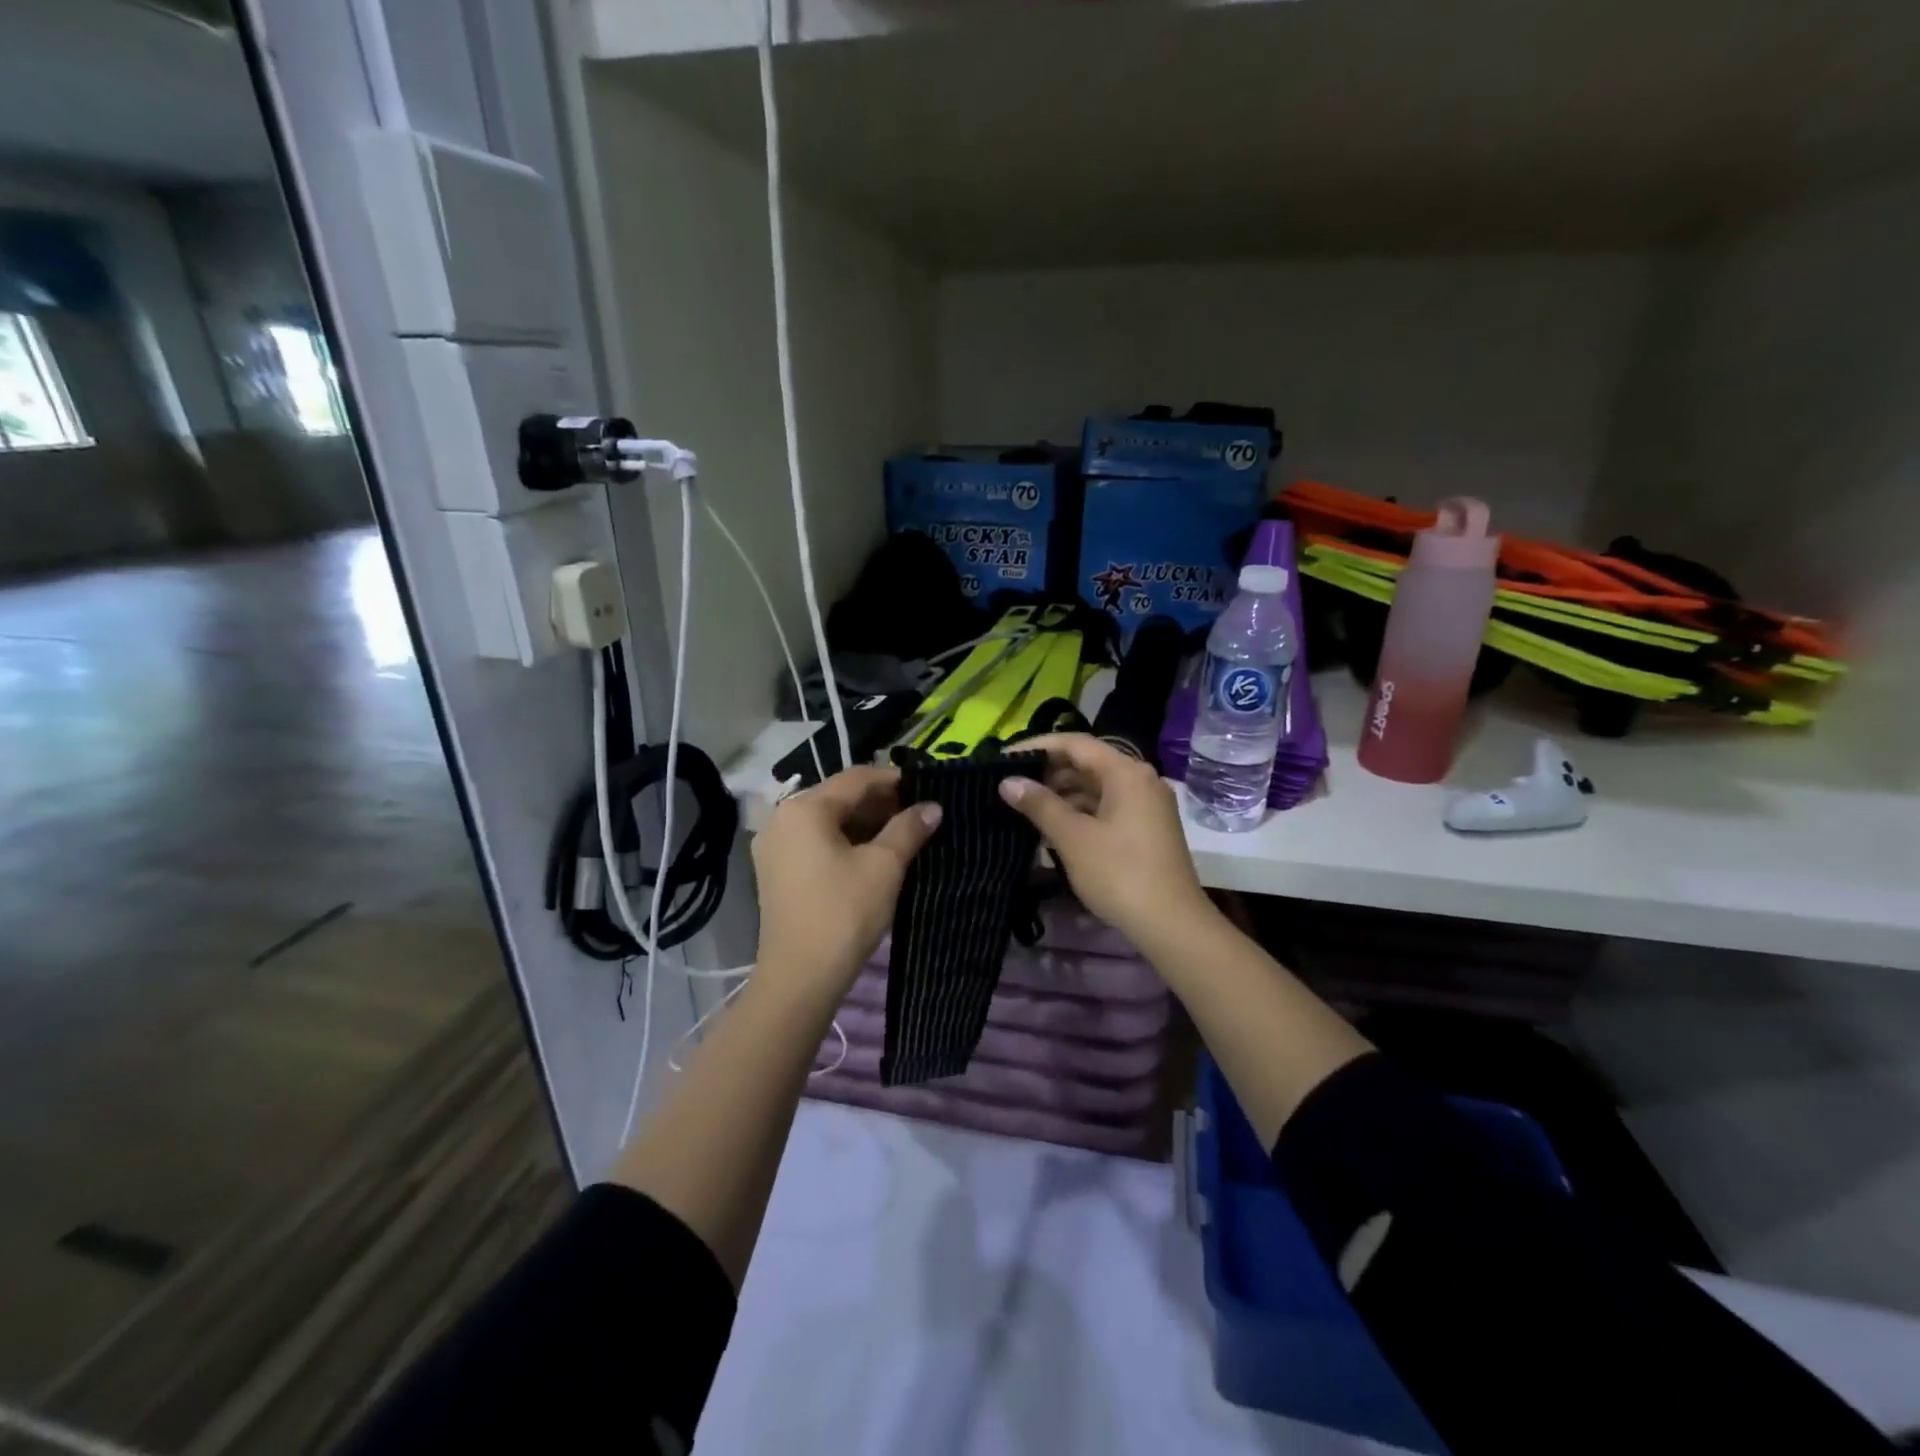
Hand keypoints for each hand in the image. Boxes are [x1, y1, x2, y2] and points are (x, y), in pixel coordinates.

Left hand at [752, 765, 941, 996]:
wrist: (800, 976)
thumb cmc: (844, 912)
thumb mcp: (884, 866)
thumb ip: (909, 828)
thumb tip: (933, 807)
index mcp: (804, 808)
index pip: (856, 778)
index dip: (894, 780)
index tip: (926, 789)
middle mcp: (782, 818)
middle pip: (838, 797)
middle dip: (880, 803)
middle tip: (917, 815)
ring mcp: (774, 846)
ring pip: (827, 821)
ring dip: (864, 823)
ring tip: (901, 835)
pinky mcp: (775, 871)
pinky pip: (815, 842)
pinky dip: (844, 841)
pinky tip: (872, 855)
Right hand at [999, 733, 1216, 951]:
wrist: (1172, 925)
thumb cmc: (1120, 875)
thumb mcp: (1073, 838)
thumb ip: (1039, 805)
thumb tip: (1007, 782)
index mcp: (1126, 772)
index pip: (1075, 744)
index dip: (1037, 746)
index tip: (1004, 758)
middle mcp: (1140, 779)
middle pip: (1087, 763)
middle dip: (1048, 772)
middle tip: (1011, 785)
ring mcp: (1146, 805)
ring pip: (1096, 787)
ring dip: (1062, 794)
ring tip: (1025, 807)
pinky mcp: (1146, 828)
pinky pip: (1106, 807)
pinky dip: (1080, 812)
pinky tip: (1053, 828)